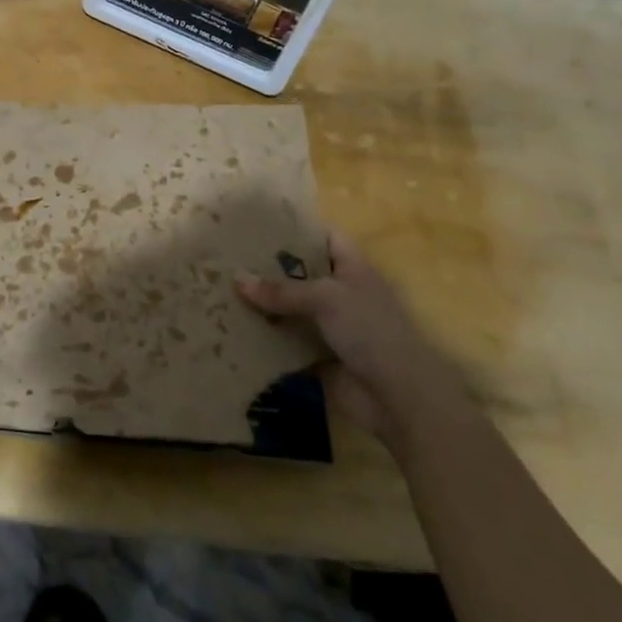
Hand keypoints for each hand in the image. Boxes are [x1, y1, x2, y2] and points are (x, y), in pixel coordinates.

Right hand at [237, 231, 464, 446]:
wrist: (400, 399)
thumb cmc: (371, 331)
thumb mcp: (326, 299)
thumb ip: (281, 290)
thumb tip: (236, 280)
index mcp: (353, 269)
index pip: (325, 237)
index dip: (297, 227)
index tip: (259, 222)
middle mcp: (341, 293)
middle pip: (301, 273)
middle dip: (269, 266)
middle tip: (228, 254)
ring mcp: (330, 326)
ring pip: (290, 308)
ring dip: (262, 304)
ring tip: (221, 287)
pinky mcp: (317, 356)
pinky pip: (285, 340)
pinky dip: (264, 336)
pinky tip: (232, 327)